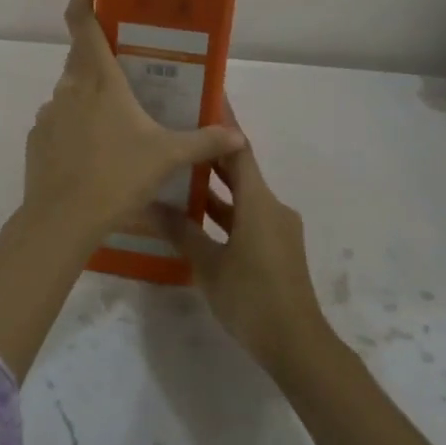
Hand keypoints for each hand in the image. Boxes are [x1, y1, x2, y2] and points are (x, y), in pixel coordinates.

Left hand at [21, 0, 244, 248]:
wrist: (62, 220)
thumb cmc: (116, 176)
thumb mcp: (167, 157)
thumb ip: (204, 142)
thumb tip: (238, 136)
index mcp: (99, 79)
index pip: (82, 22)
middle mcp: (69, 87)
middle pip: (80, 57)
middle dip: (102, 57)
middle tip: (130, 71)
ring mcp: (48, 113)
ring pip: (71, 92)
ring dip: (90, 97)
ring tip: (117, 123)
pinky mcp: (37, 138)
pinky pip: (59, 121)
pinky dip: (76, 126)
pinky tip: (95, 154)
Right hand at [163, 105, 330, 379]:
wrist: (297, 344)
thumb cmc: (251, 297)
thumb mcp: (208, 263)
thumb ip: (181, 230)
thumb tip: (149, 204)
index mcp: (259, 200)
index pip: (238, 148)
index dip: (221, 123)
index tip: (202, 100)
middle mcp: (271, 206)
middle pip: (240, 170)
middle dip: (210, 153)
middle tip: (177, 134)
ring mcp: (276, 229)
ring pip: (241, 197)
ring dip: (213, 187)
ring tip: (176, 174)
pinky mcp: (276, 249)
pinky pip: (246, 219)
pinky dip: (223, 213)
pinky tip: (194, 220)